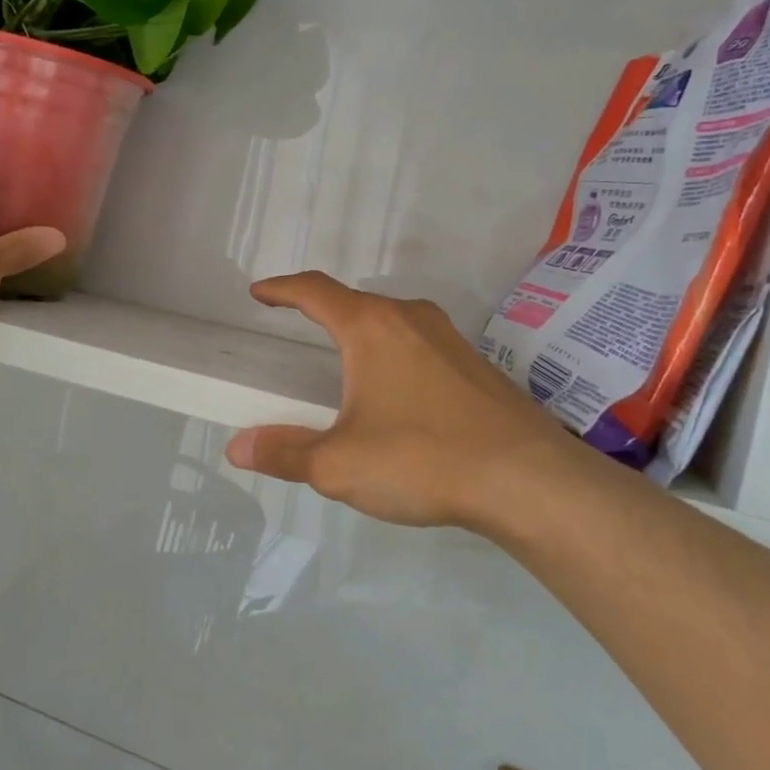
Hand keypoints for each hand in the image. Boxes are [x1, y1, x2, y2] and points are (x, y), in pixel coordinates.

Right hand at [225, 272, 583, 529]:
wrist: (530, 480)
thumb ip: (285, 452)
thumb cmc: (424, 459)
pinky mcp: (476, 365)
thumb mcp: (340, 465)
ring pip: (390, 320)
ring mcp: (449, 339)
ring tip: (341, 357)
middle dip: (320, 309)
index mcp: (372, 327)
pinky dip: (391, 352)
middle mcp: (410, 319)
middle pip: (354, 301)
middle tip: (295, 324)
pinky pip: (418, 344)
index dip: (282, 289)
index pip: (315, 291)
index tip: (259, 293)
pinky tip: (395, 390)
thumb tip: (238, 448)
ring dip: (359, 329)